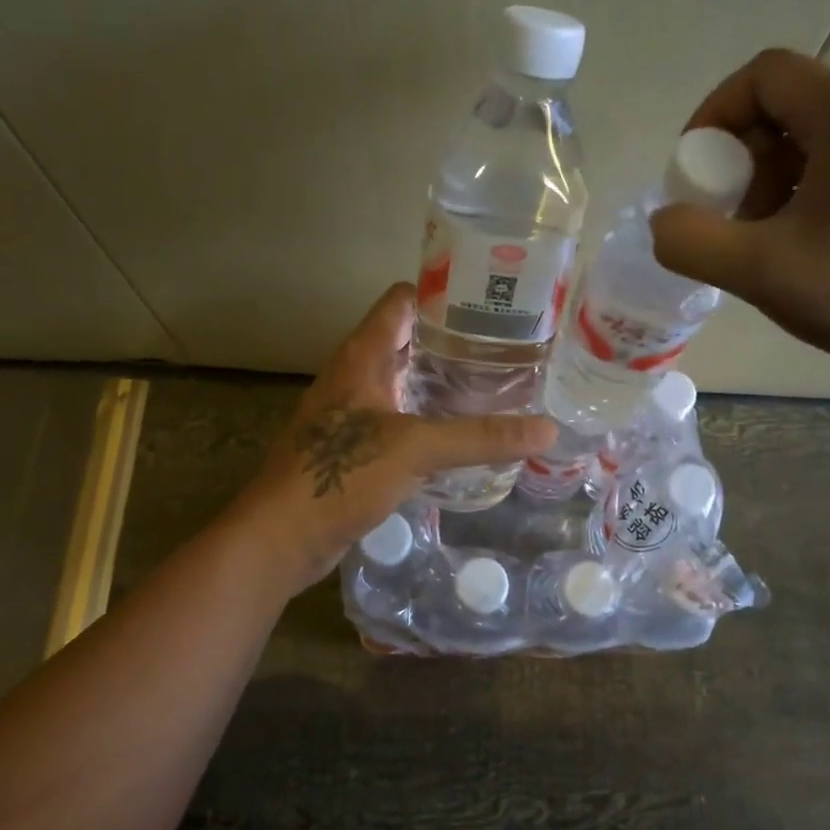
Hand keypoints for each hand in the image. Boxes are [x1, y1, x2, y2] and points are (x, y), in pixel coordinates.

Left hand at [238, 283, 554, 587]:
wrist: (282, 537)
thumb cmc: (341, 475)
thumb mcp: (416, 449)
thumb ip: (481, 437)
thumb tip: (547, 430)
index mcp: (361, 356)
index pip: (402, 301)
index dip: (442, 292)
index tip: (489, 300)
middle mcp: (354, 375)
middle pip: (407, 339)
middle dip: (452, 340)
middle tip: (506, 346)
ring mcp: (351, 411)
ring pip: (402, 380)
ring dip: (440, 380)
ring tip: (493, 384)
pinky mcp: (353, 446)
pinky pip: (398, 417)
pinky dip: (427, 416)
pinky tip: (458, 432)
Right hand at [649, 49, 829, 388]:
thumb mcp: (758, 271)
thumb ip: (690, 240)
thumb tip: (666, 222)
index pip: (764, 75)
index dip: (714, 114)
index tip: (695, 169)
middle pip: (792, 102)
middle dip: (744, 154)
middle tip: (730, 212)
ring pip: (822, 132)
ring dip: (776, 174)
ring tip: (768, 234)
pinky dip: (814, 184)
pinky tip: (812, 241)